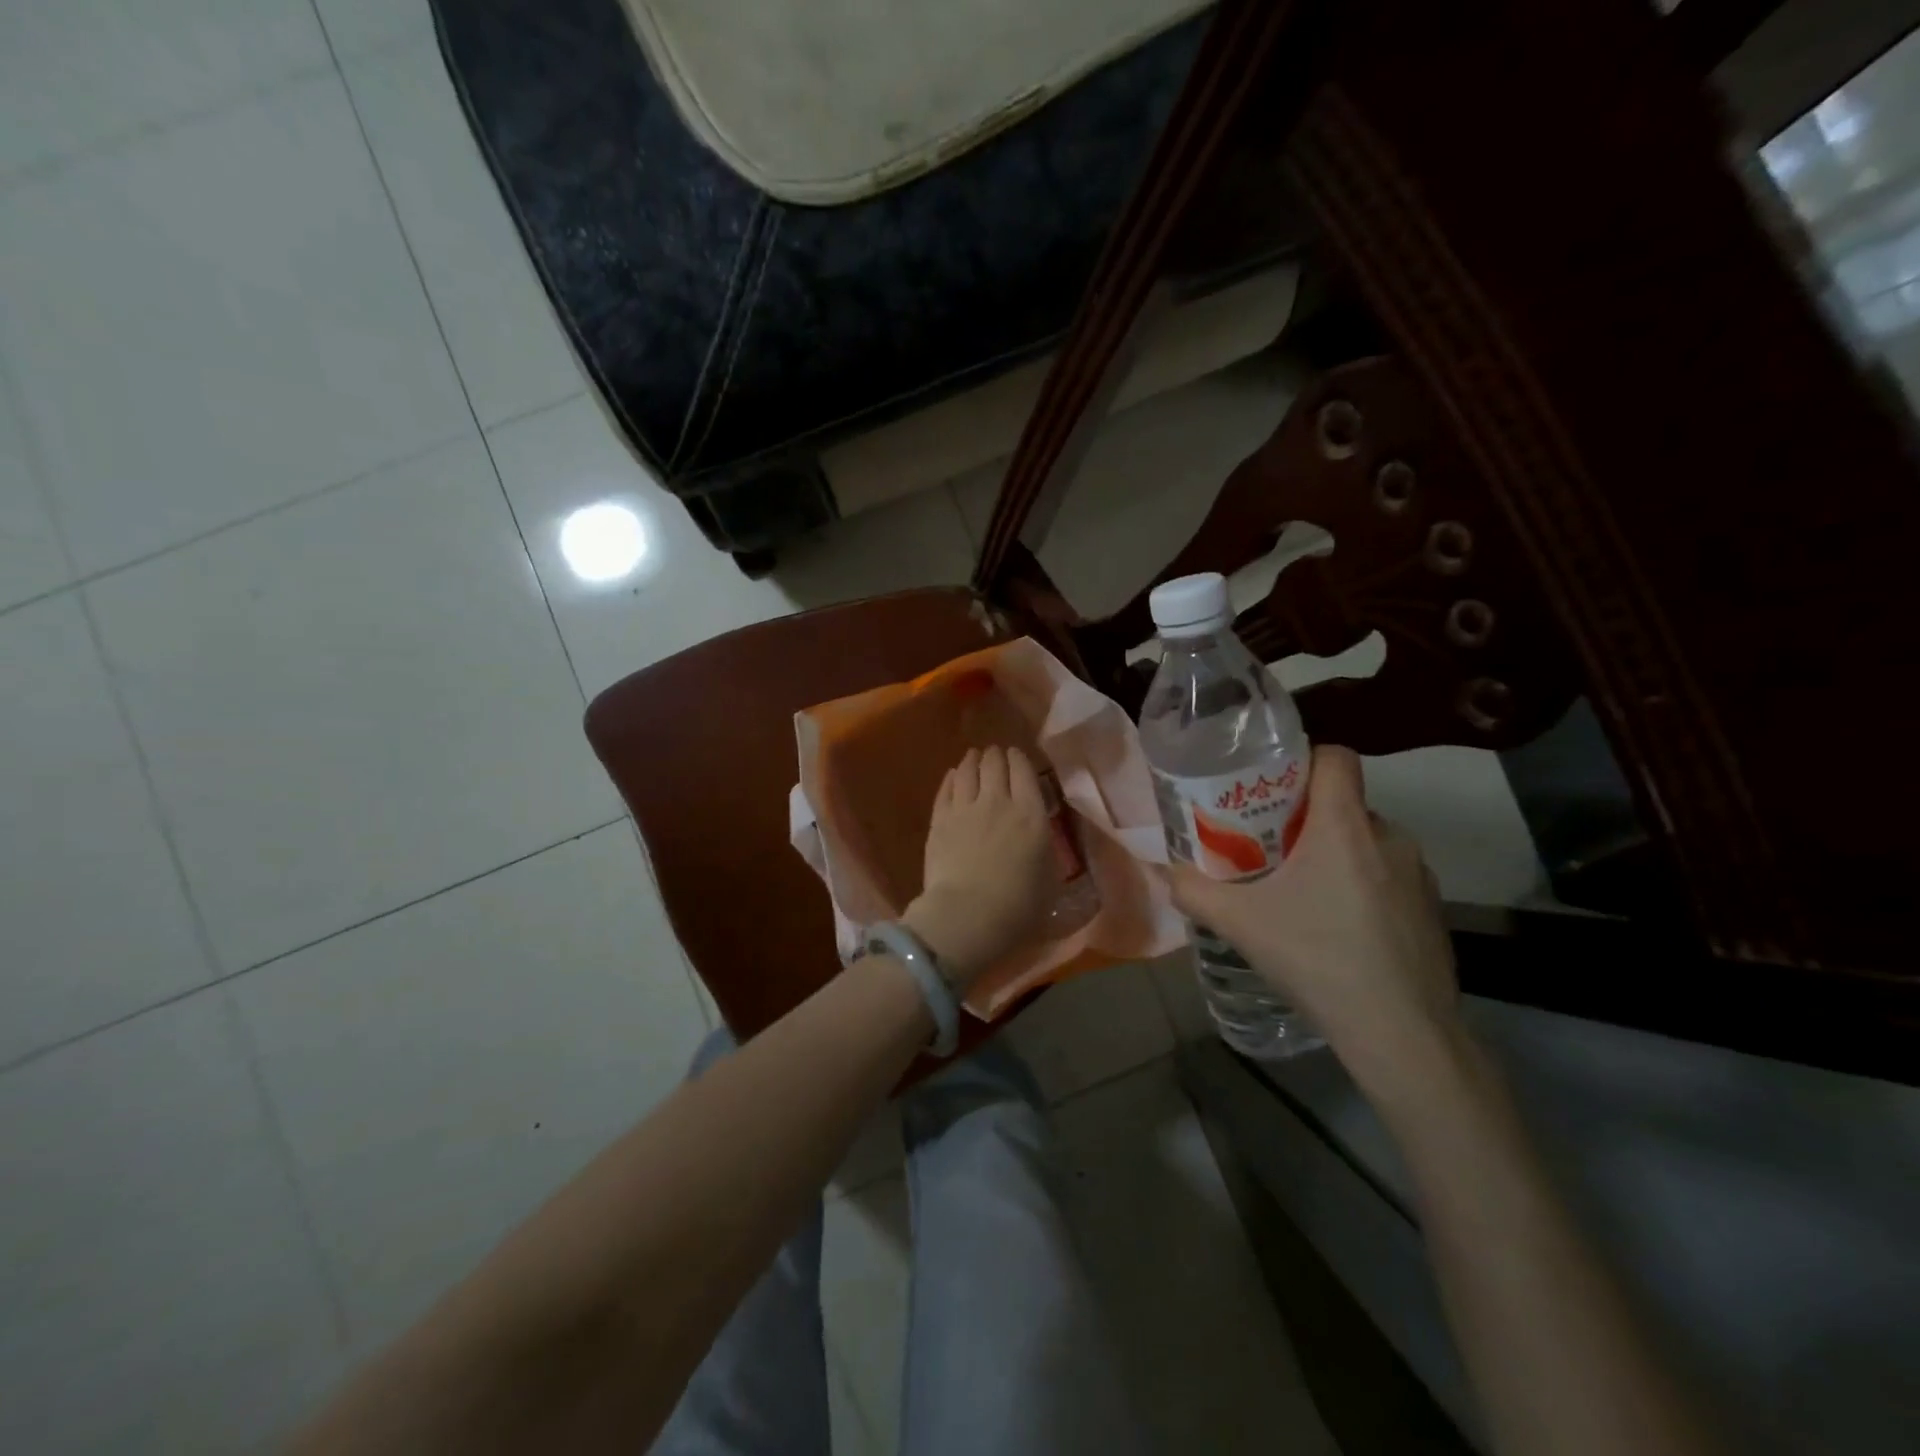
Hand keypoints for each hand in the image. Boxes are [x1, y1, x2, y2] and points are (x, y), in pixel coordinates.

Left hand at [903, 746, 1056, 985]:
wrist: (967, 916)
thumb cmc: (1018, 906)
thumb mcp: (1049, 879)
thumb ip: (1044, 850)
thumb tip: (1039, 838)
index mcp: (1031, 815)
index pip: (1024, 772)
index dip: (1020, 759)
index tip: (1017, 755)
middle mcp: (998, 802)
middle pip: (995, 765)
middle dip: (996, 755)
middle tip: (995, 754)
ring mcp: (964, 809)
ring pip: (968, 772)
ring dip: (973, 760)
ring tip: (974, 756)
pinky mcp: (939, 822)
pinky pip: (946, 790)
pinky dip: (951, 779)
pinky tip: (953, 776)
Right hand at [1167, 745, 1460, 1094]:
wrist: (1401, 1032)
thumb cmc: (1317, 958)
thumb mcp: (1239, 923)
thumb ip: (1194, 891)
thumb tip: (1167, 873)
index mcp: (1344, 826)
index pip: (1336, 757)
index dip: (1304, 761)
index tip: (1273, 788)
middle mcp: (1389, 837)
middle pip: (1344, 804)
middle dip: (1308, 819)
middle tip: (1271, 850)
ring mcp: (1419, 875)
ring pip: (1367, 843)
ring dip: (1336, 856)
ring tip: (1302, 895)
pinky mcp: (1433, 910)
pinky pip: (1389, 877)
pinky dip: (1363, 888)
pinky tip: (1340, 931)